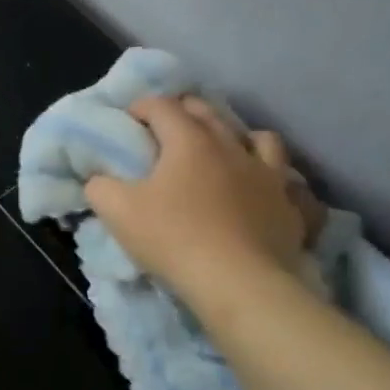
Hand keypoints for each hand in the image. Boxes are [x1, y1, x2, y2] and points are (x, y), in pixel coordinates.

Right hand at [84, 95, 320, 306]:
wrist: (239, 283)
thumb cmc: (173, 238)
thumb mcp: (117, 211)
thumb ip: (100, 187)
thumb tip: (98, 179)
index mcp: (189, 141)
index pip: (162, 107)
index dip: (142, 107)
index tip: (129, 120)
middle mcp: (232, 147)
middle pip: (208, 113)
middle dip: (185, 111)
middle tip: (167, 126)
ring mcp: (268, 175)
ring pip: (259, 138)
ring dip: (238, 137)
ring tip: (225, 151)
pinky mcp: (291, 205)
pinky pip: (288, 181)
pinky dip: (274, 177)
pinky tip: (265, 188)